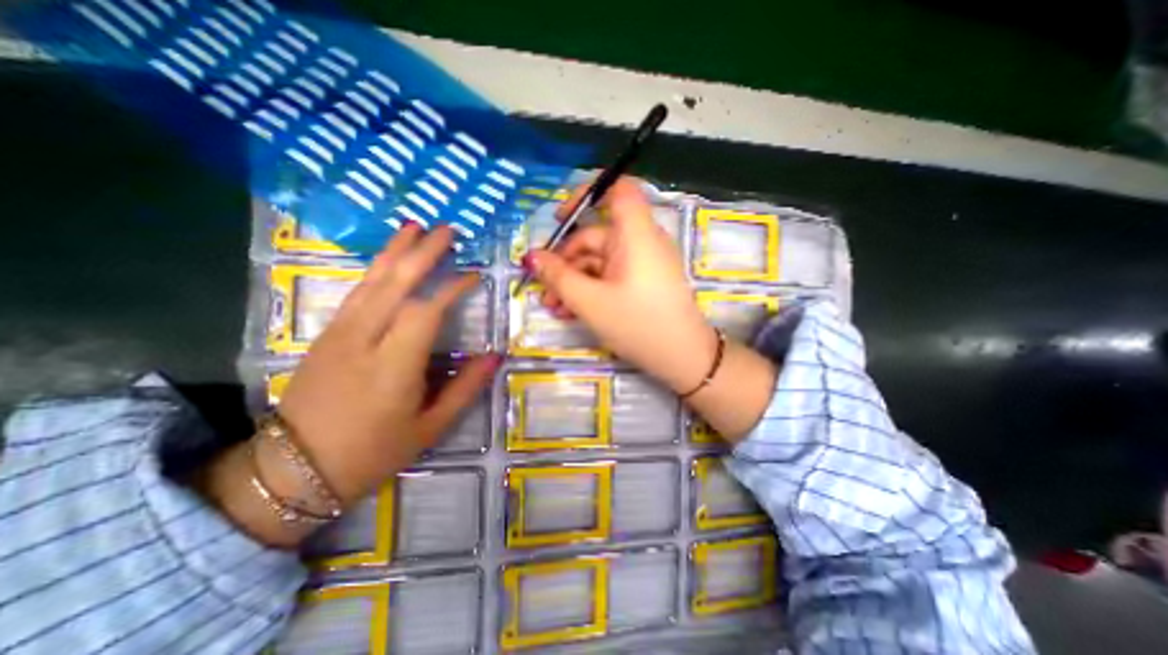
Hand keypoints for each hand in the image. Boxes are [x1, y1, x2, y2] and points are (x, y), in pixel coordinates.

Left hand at [197, 226, 495, 547]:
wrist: (294, 470)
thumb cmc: (372, 452)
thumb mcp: (430, 428)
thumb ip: (466, 388)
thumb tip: (495, 356)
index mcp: (393, 367)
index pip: (425, 311)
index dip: (452, 288)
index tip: (475, 276)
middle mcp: (363, 340)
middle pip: (395, 284)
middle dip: (423, 253)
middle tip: (447, 230)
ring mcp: (339, 334)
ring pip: (371, 281)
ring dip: (395, 251)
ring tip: (415, 227)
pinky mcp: (326, 334)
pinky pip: (356, 292)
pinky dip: (375, 269)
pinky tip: (387, 258)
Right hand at [530, 177, 772, 443]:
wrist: (682, 359)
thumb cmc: (638, 325)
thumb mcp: (590, 302)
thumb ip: (558, 277)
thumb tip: (532, 257)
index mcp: (636, 234)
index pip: (618, 189)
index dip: (588, 193)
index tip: (560, 217)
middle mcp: (641, 242)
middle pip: (596, 236)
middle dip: (565, 261)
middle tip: (544, 289)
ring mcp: (642, 263)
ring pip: (599, 261)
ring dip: (574, 280)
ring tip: (555, 307)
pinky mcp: (642, 281)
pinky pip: (610, 276)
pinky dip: (591, 288)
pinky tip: (572, 311)